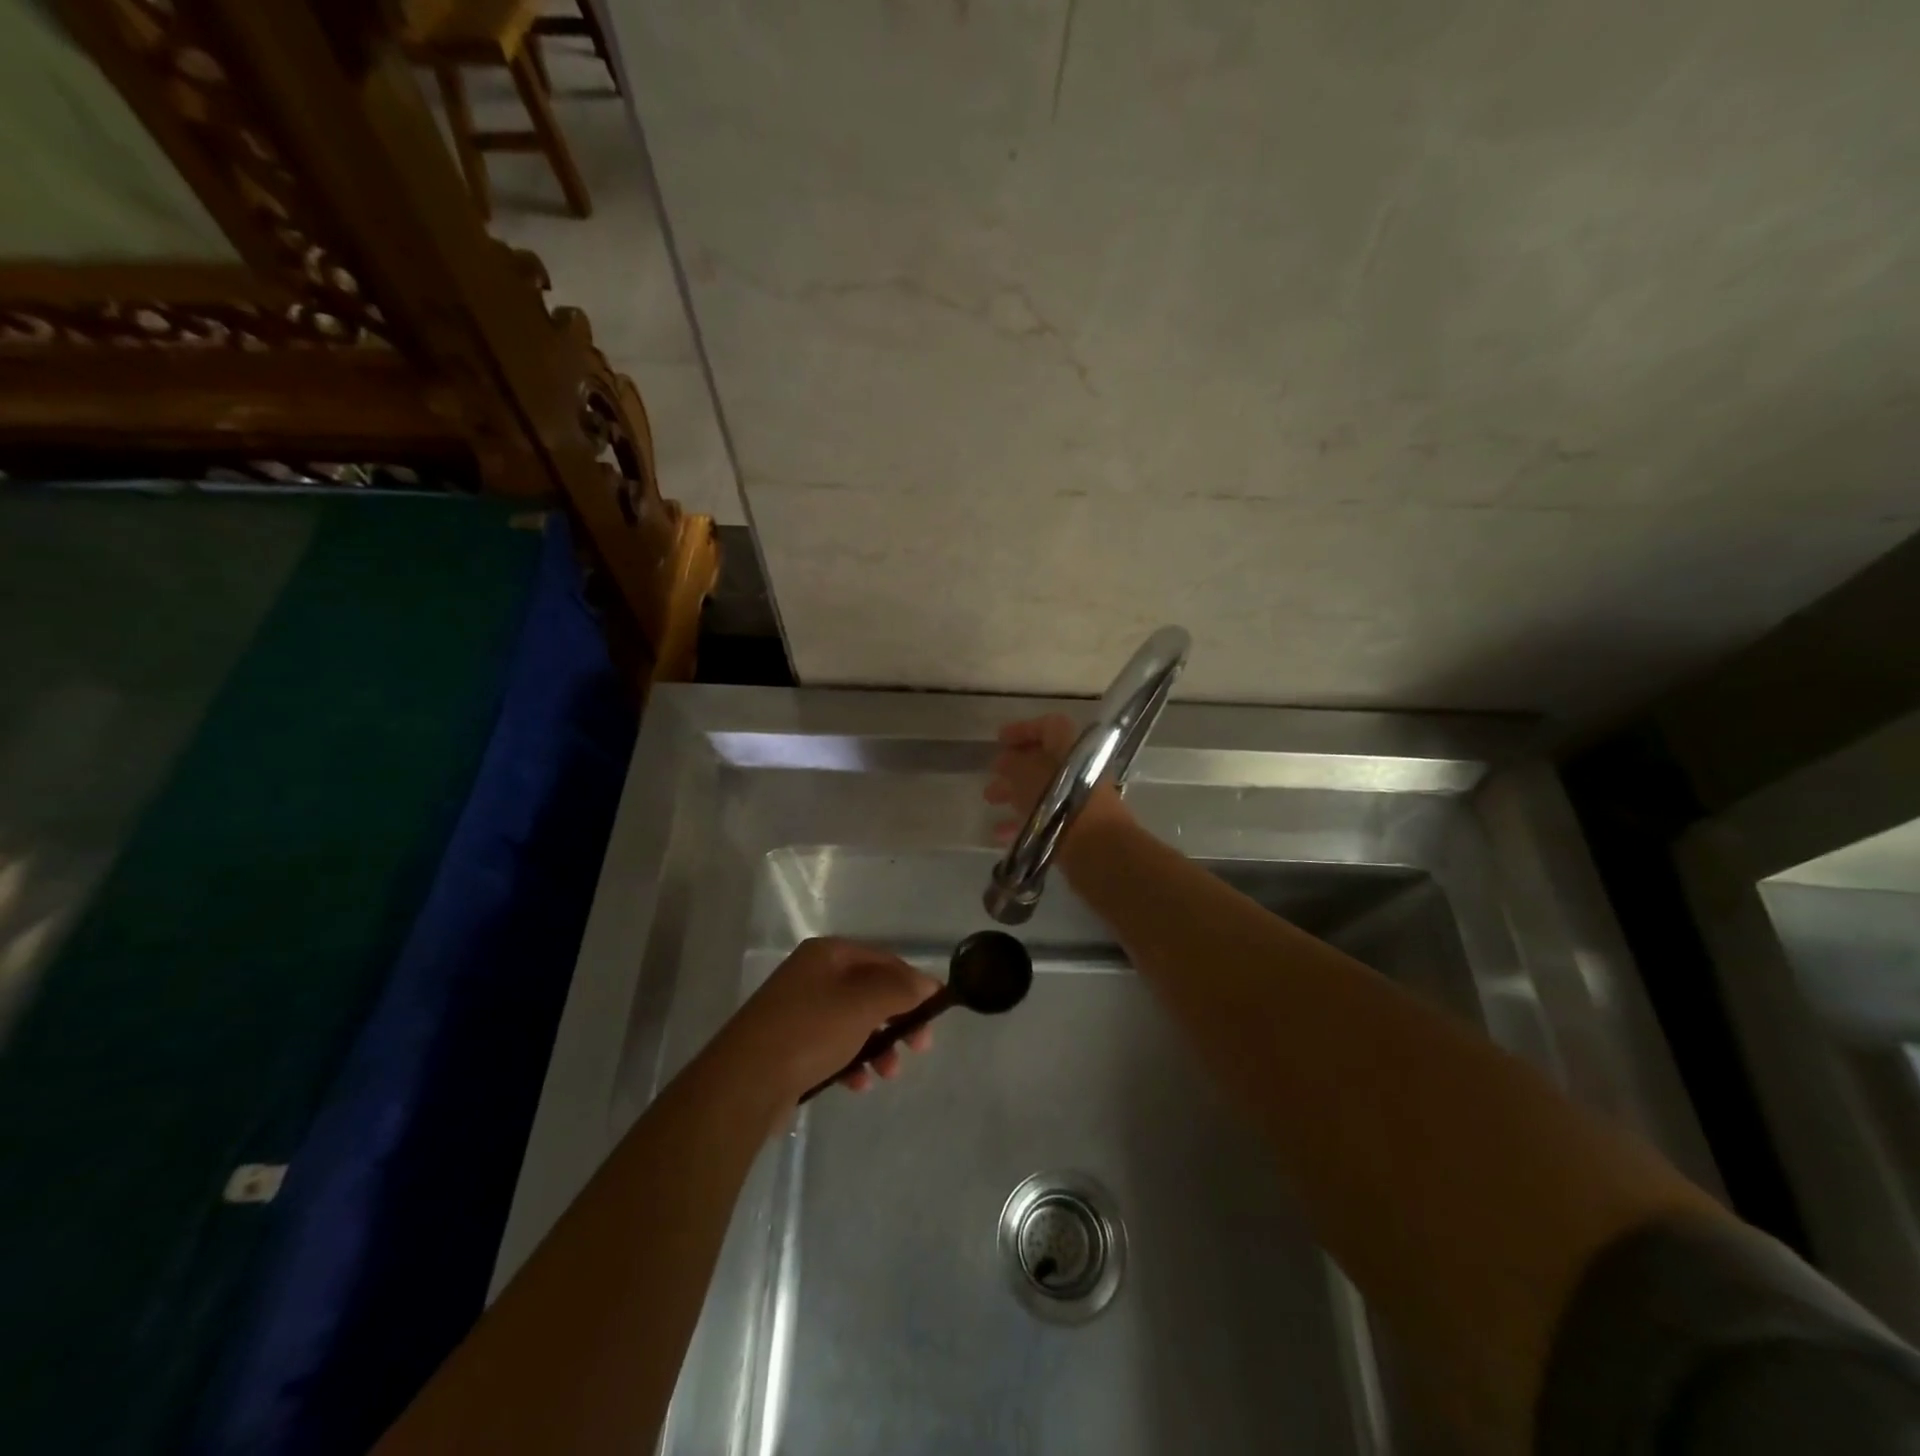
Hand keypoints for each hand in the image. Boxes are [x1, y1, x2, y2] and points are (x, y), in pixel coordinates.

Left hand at [716, 937, 939, 1102]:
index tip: (935, 1011)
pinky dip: (851, 1062)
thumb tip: (929, 983)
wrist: (744, 1083)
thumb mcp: (862, 1005)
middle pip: (870, 991)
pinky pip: (833, 1046)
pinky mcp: (790, 1044)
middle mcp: (813, 975)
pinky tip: (858, 1084)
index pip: (883, 959)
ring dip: (878, 1046)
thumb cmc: (809, 1032)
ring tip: (888, 1073)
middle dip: (897, 1019)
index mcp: (828, 954)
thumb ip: (899, 990)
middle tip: (920, 1045)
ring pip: (854, 1022)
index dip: (912, 982)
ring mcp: (799, 1010)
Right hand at [984, 714, 1135, 852]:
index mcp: (1071, 746)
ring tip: (990, 800)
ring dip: (1014, 792)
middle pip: (1043, 760)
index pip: (1048, 727)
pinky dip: (1023, 820)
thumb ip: (1012, 763)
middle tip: (992, 772)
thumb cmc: (1058, 799)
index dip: (1023, 729)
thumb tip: (1005, 760)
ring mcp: (1079, 798)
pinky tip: (1000, 833)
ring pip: (1042, 789)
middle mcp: (1079, 768)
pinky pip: (1046, 816)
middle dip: (1014, 765)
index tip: (999, 739)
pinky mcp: (1076, 825)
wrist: (1097, 847)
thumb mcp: (1025, 774)